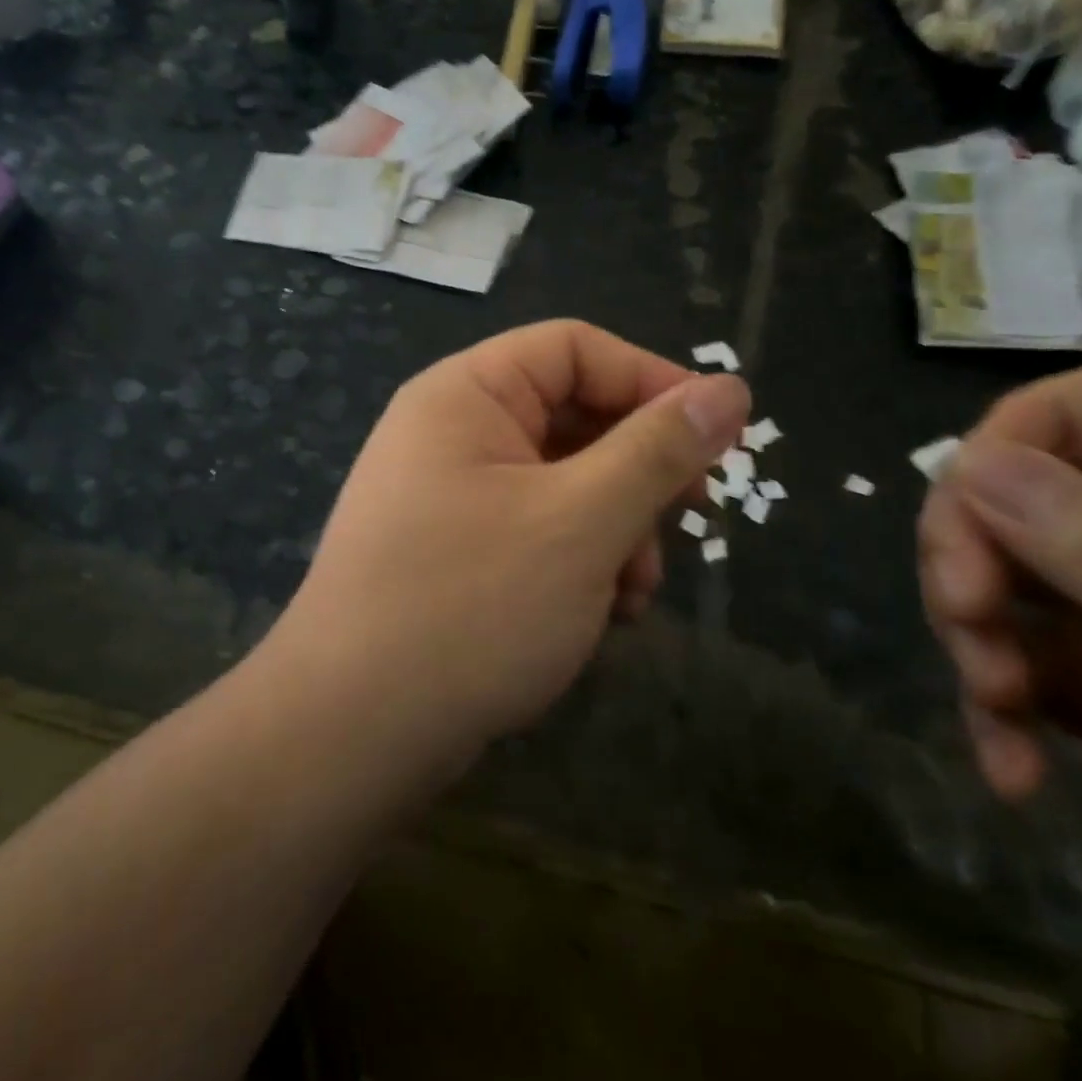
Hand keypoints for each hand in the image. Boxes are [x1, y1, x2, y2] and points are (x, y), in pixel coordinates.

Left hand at [272, 320, 748, 764]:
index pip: (574, 349)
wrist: (352, 732)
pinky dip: (578, 562)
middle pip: (571, 417)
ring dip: (614, 529)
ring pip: (562, 483)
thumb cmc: (470, 606)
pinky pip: (534, 532)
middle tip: (687, 520)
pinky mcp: (452, 554)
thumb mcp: (581, 521)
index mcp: (465, 395)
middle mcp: (449, 433)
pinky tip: (601, 615)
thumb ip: (658, 451)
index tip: (718, 436)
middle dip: (636, 473)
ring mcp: (446, 496)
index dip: (651, 380)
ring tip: (635, 591)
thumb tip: (729, 388)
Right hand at [918, 362, 1081, 1003]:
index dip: (1022, 432)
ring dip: (971, 633)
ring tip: (999, 704)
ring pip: (990, 570)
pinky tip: (1014, 768)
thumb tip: (968, 462)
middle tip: (964, 613)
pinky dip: (989, 708)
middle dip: (972, 550)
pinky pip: (1000, 656)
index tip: (963, 494)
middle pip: (1019, 489)